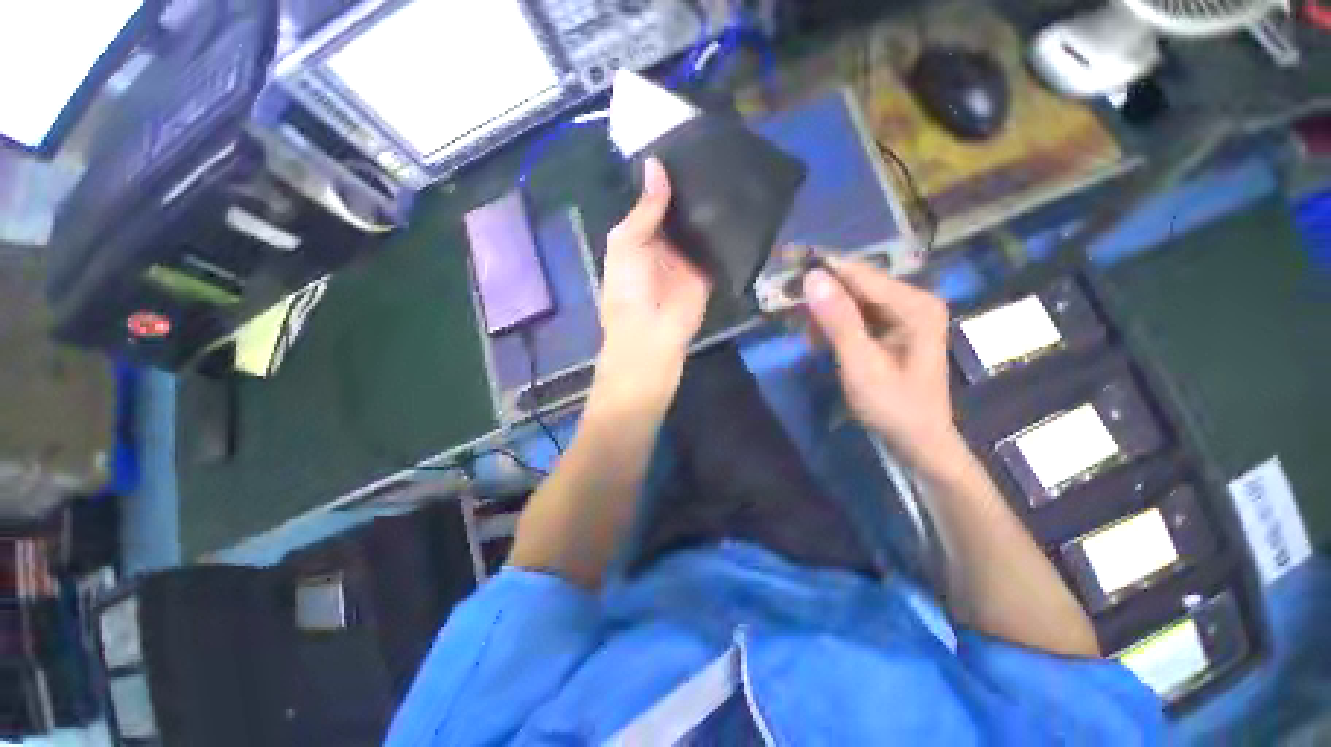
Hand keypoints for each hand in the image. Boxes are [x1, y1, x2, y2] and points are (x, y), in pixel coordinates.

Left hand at [596, 158, 712, 407]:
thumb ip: (645, 209)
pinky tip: (743, 203)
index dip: (668, 176)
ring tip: (735, 167)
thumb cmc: (628, 289)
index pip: (656, 199)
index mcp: (641, 235)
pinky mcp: (708, 271)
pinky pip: (718, 247)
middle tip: (719, 149)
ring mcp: (689, 257)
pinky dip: (727, 231)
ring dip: (713, 206)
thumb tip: (656, 164)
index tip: (688, 143)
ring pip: (701, 226)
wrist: (651, 335)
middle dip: (695, 187)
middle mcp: (666, 242)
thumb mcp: (626, 243)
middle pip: (682, 210)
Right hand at [802, 257, 958, 467]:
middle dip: (819, 293)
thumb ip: (838, 320)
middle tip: (785, 301)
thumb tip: (811, 277)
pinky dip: (833, 325)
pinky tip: (820, 342)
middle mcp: (911, 300)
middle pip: (856, 283)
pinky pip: (855, 315)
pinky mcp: (892, 326)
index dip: (822, 267)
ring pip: (852, 299)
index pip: (860, 274)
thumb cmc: (892, 405)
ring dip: (823, 313)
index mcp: (914, 304)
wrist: (917, 440)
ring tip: (806, 335)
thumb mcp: (860, 364)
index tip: (786, 259)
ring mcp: (903, 313)